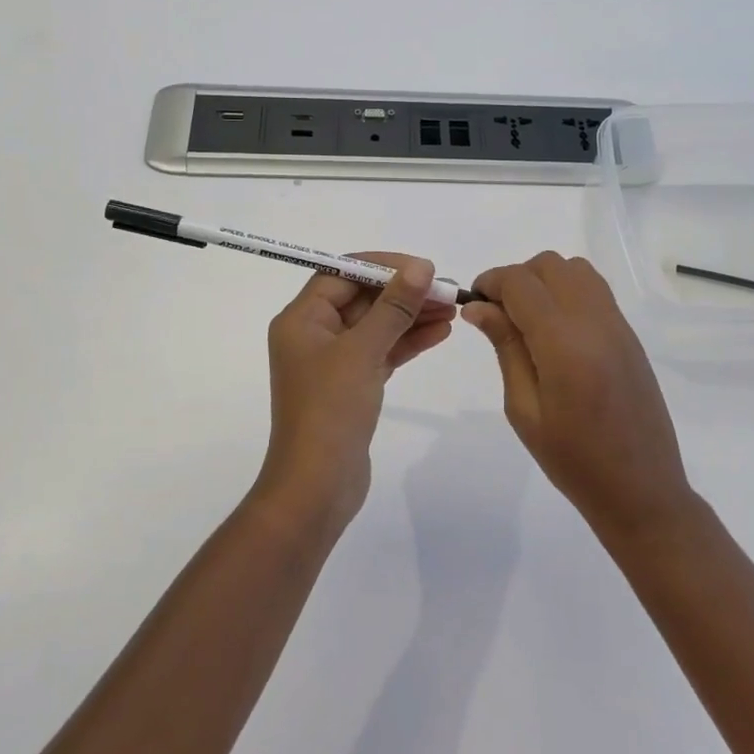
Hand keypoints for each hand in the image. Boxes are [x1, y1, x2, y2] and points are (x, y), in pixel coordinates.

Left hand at [259, 253, 455, 531]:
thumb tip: (420, 268)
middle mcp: (313, 335)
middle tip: (446, 290)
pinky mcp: (351, 386)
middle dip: (404, 292)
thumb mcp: (363, 351)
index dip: (383, 267)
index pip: (342, 273)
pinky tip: (440, 333)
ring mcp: (333, 362)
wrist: (317, 487)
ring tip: (452, 309)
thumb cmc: (330, 410)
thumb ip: (394, 307)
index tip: (422, 268)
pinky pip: (381, 352)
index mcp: (302, 319)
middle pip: (362, 299)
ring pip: (376, 326)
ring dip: (411, 316)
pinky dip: (407, 342)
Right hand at [463, 252, 693, 539]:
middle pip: (549, 265)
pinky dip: (568, 292)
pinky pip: (595, 291)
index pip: (520, 282)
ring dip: (545, 281)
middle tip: (499, 315)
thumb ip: (505, 347)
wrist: (641, 489)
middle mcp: (594, 322)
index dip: (490, 282)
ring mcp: (618, 325)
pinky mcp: (630, 335)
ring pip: (576, 270)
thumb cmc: (573, 460)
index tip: (474, 303)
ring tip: (529, 320)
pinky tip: (557, 331)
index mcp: (563, 343)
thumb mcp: (524, 409)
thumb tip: (479, 306)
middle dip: (517, 278)